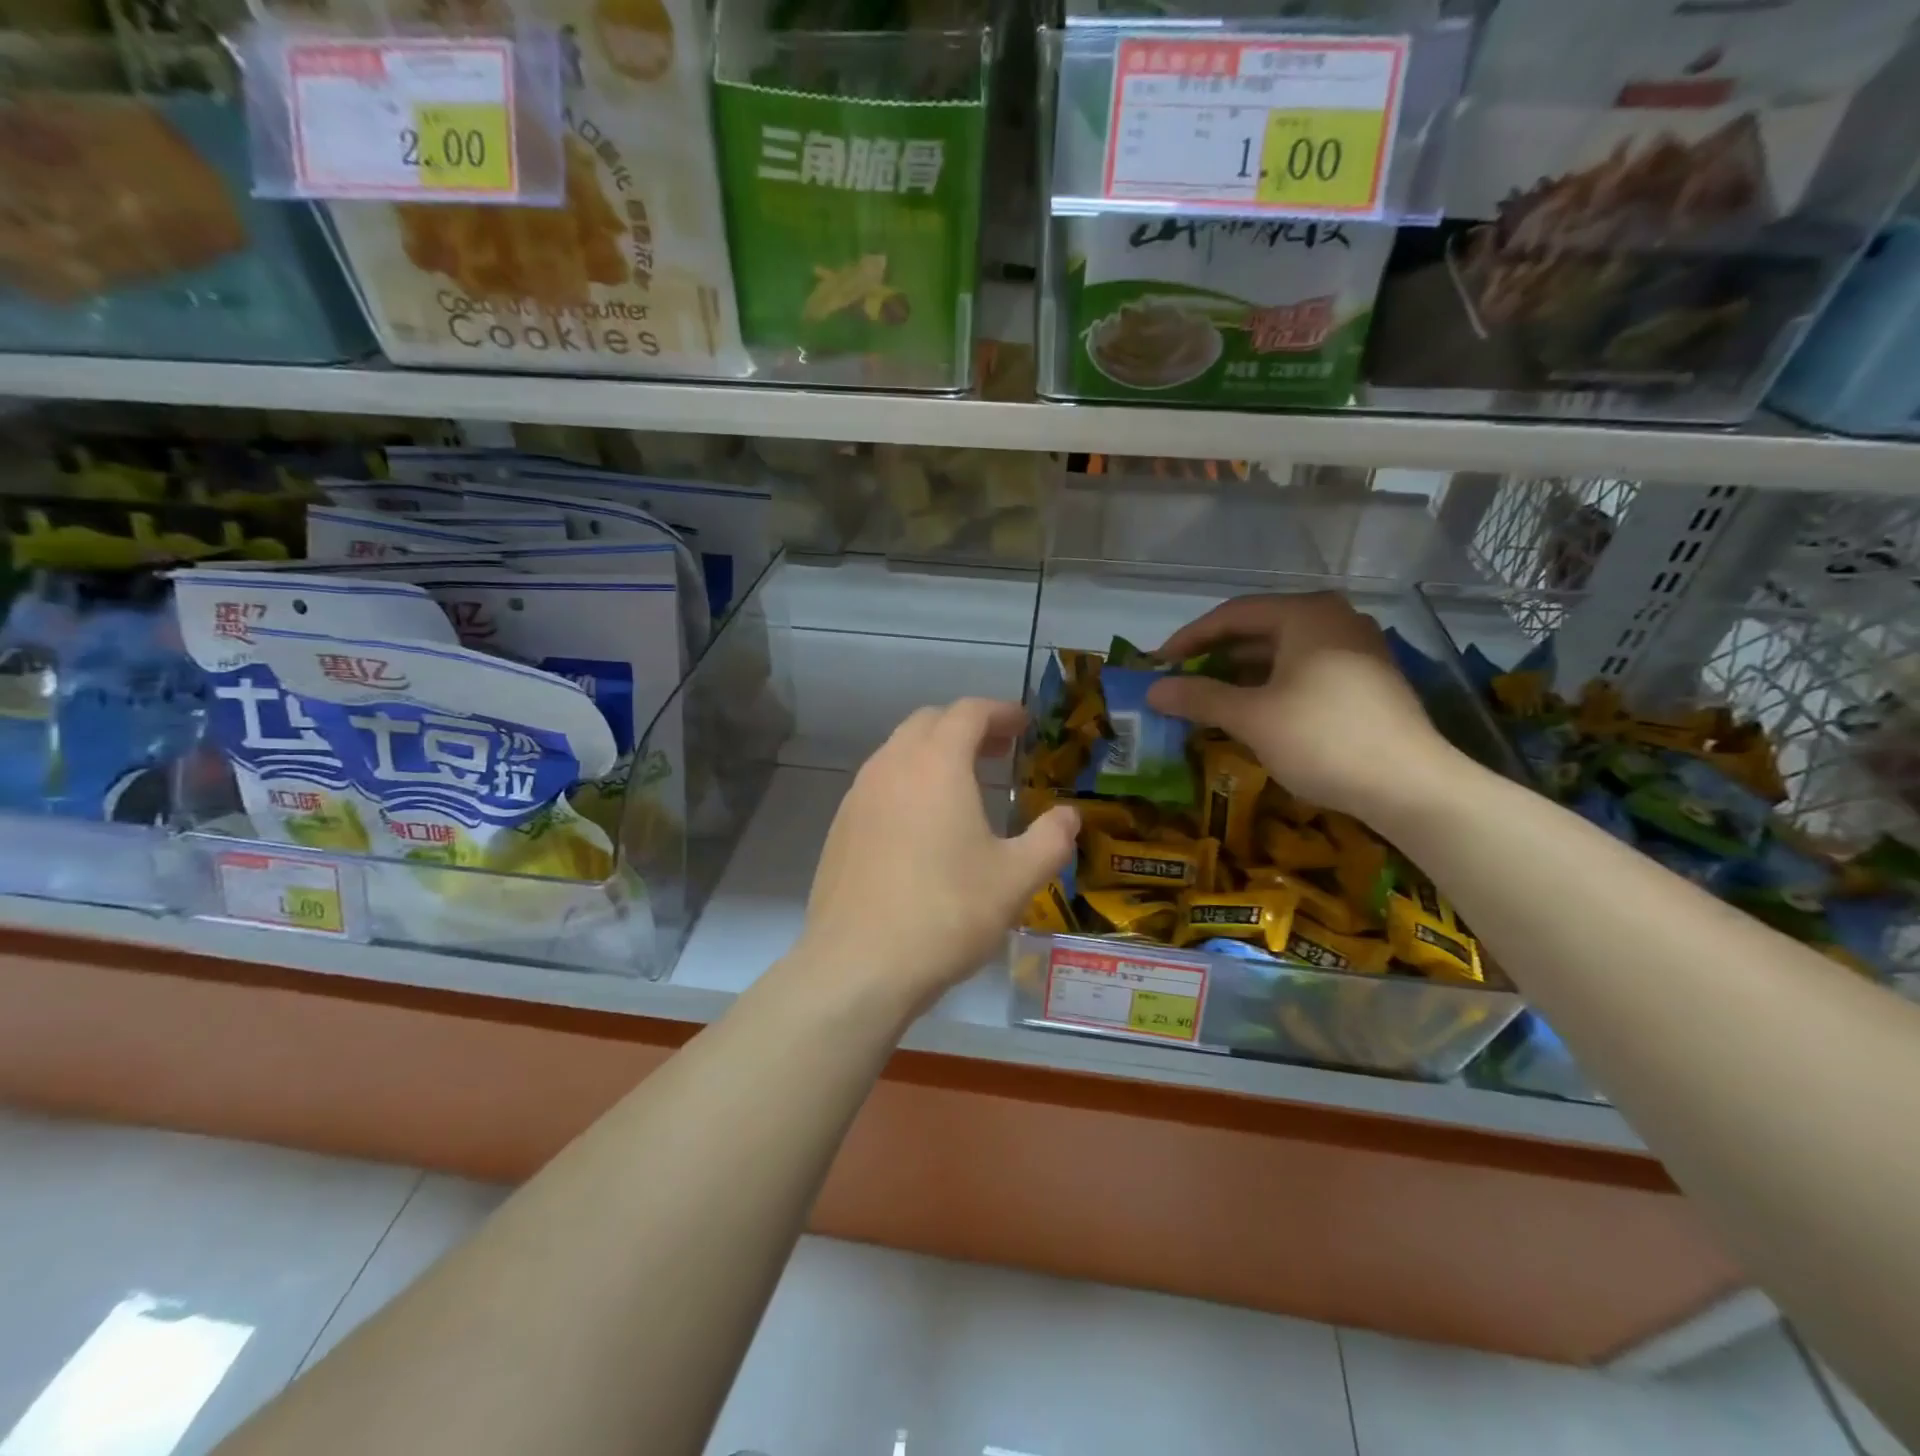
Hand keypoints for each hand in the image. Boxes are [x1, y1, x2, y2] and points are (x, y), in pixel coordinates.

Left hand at [797, 698, 1078, 1019]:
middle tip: (999, 751)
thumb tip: (1069, 816)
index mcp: (936, 764)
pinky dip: (908, 782)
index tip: (1024, 725)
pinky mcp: (840, 827)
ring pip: (899, 751)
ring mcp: (858, 795)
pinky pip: (879, 784)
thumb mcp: (1016, 879)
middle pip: (929, 723)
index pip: (968, 712)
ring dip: (934, 753)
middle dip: (967, 727)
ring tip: (964, 785)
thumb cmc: (946, 913)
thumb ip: (1050, 840)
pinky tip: (923, 825)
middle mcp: (891, 766)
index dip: (1000, 712)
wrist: (858, 965)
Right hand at [1147, 593, 1464, 821]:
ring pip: (1281, 652)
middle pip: (1258, 629)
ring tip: (1207, 698)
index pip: (1232, 615)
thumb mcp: (1252, 717)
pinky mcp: (1366, 679)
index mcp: (1306, 614)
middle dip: (1214, 656)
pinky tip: (1251, 711)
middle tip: (1179, 680)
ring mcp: (1356, 648)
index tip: (1158, 663)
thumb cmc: (1322, 738)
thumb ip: (1199, 697)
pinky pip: (1303, 670)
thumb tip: (1153, 690)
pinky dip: (1270, 685)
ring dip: (1240, 674)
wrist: (1410, 786)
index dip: (1189, 638)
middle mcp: (1333, 619)